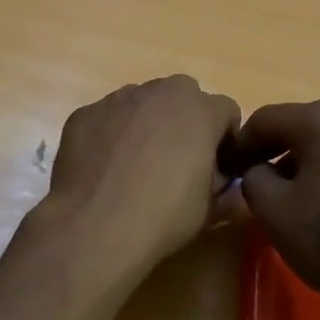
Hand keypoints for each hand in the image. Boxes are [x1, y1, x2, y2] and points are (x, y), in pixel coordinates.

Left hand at [40, 75, 241, 277]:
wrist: (94, 226)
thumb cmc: (163, 216)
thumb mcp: (210, 210)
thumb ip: (228, 191)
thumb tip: (234, 188)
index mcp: (200, 110)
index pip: (227, 111)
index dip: (225, 140)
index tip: (217, 168)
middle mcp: (159, 92)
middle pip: (183, 97)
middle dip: (185, 122)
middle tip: (177, 162)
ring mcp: (117, 99)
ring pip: (142, 104)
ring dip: (147, 125)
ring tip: (135, 166)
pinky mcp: (85, 113)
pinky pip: (108, 118)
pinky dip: (111, 135)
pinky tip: (105, 169)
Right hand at [230, 101, 319, 319]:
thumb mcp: (273, 210)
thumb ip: (252, 178)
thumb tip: (259, 170)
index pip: (266, 120)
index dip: (240, 144)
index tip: (227, 170)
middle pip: (300, 125)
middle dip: (272, 151)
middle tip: (253, 181)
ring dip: (302, 160)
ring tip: (288, 195)